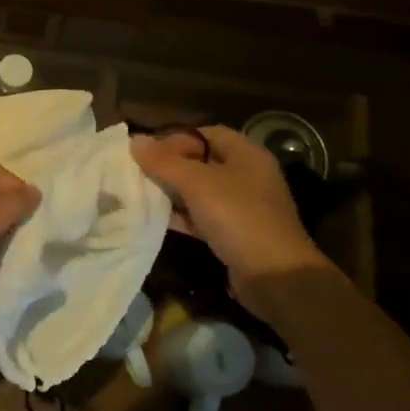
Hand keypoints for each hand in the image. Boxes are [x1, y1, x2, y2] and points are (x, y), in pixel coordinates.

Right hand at [131, 126, 329, 305]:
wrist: (275, 276)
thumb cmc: (238, 217)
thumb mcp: (197, 184)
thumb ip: (164, 162)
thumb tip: (134, 140)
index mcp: (247, 155)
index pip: (207, 134)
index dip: (177, 139)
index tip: (149, 151)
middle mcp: (248, 177)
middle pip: (203, 163)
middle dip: (171, 167)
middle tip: (140, 173)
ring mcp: (243, 208)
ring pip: (201, 192)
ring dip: (174, 193)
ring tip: (142, 195)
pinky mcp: (236, 235)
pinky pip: (203, 218)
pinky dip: (182, 217)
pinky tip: (157, 220)